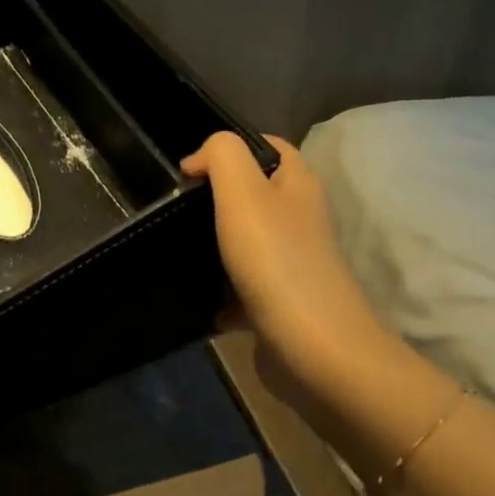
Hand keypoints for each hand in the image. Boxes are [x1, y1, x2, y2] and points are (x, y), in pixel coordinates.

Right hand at [181, 133, 389, 386]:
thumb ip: (222, 156)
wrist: (315, 349)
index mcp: (299, 184)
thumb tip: (200, 159)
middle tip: (178, 212)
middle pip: (254, 194)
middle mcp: (301, 218)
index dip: (227, 150)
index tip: (188, 174)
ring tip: (181, 251)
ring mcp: (294, 261)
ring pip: (246, 240)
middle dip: (215, 199)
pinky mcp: (283, 301)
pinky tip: (199, 300)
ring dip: (215, 246)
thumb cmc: (276, 261)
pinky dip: (221, 292)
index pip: (267, 146)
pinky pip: (244, 287)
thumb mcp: (243, 193)